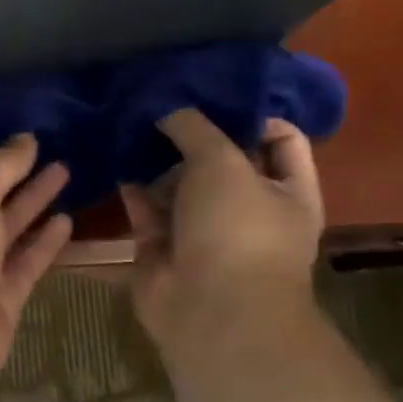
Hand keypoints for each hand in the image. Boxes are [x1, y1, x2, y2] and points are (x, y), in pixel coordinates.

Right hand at [119, 109, 323, 356]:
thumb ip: (195, 128)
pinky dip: (132, 187)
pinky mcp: (163, 247)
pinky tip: (114, 159)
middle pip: (221, 160)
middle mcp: (247, 209)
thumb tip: (168, 109)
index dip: (251, 113)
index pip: (280, 138)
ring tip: (128, 123)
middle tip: (158, 102)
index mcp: (287, 191)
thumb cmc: (235, 229)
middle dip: (192, 134)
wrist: (209, 309)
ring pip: (179, 185)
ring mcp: (203, 231)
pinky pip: (146, 209)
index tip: (211, 92)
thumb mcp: (222, 161)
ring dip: (156, 159)